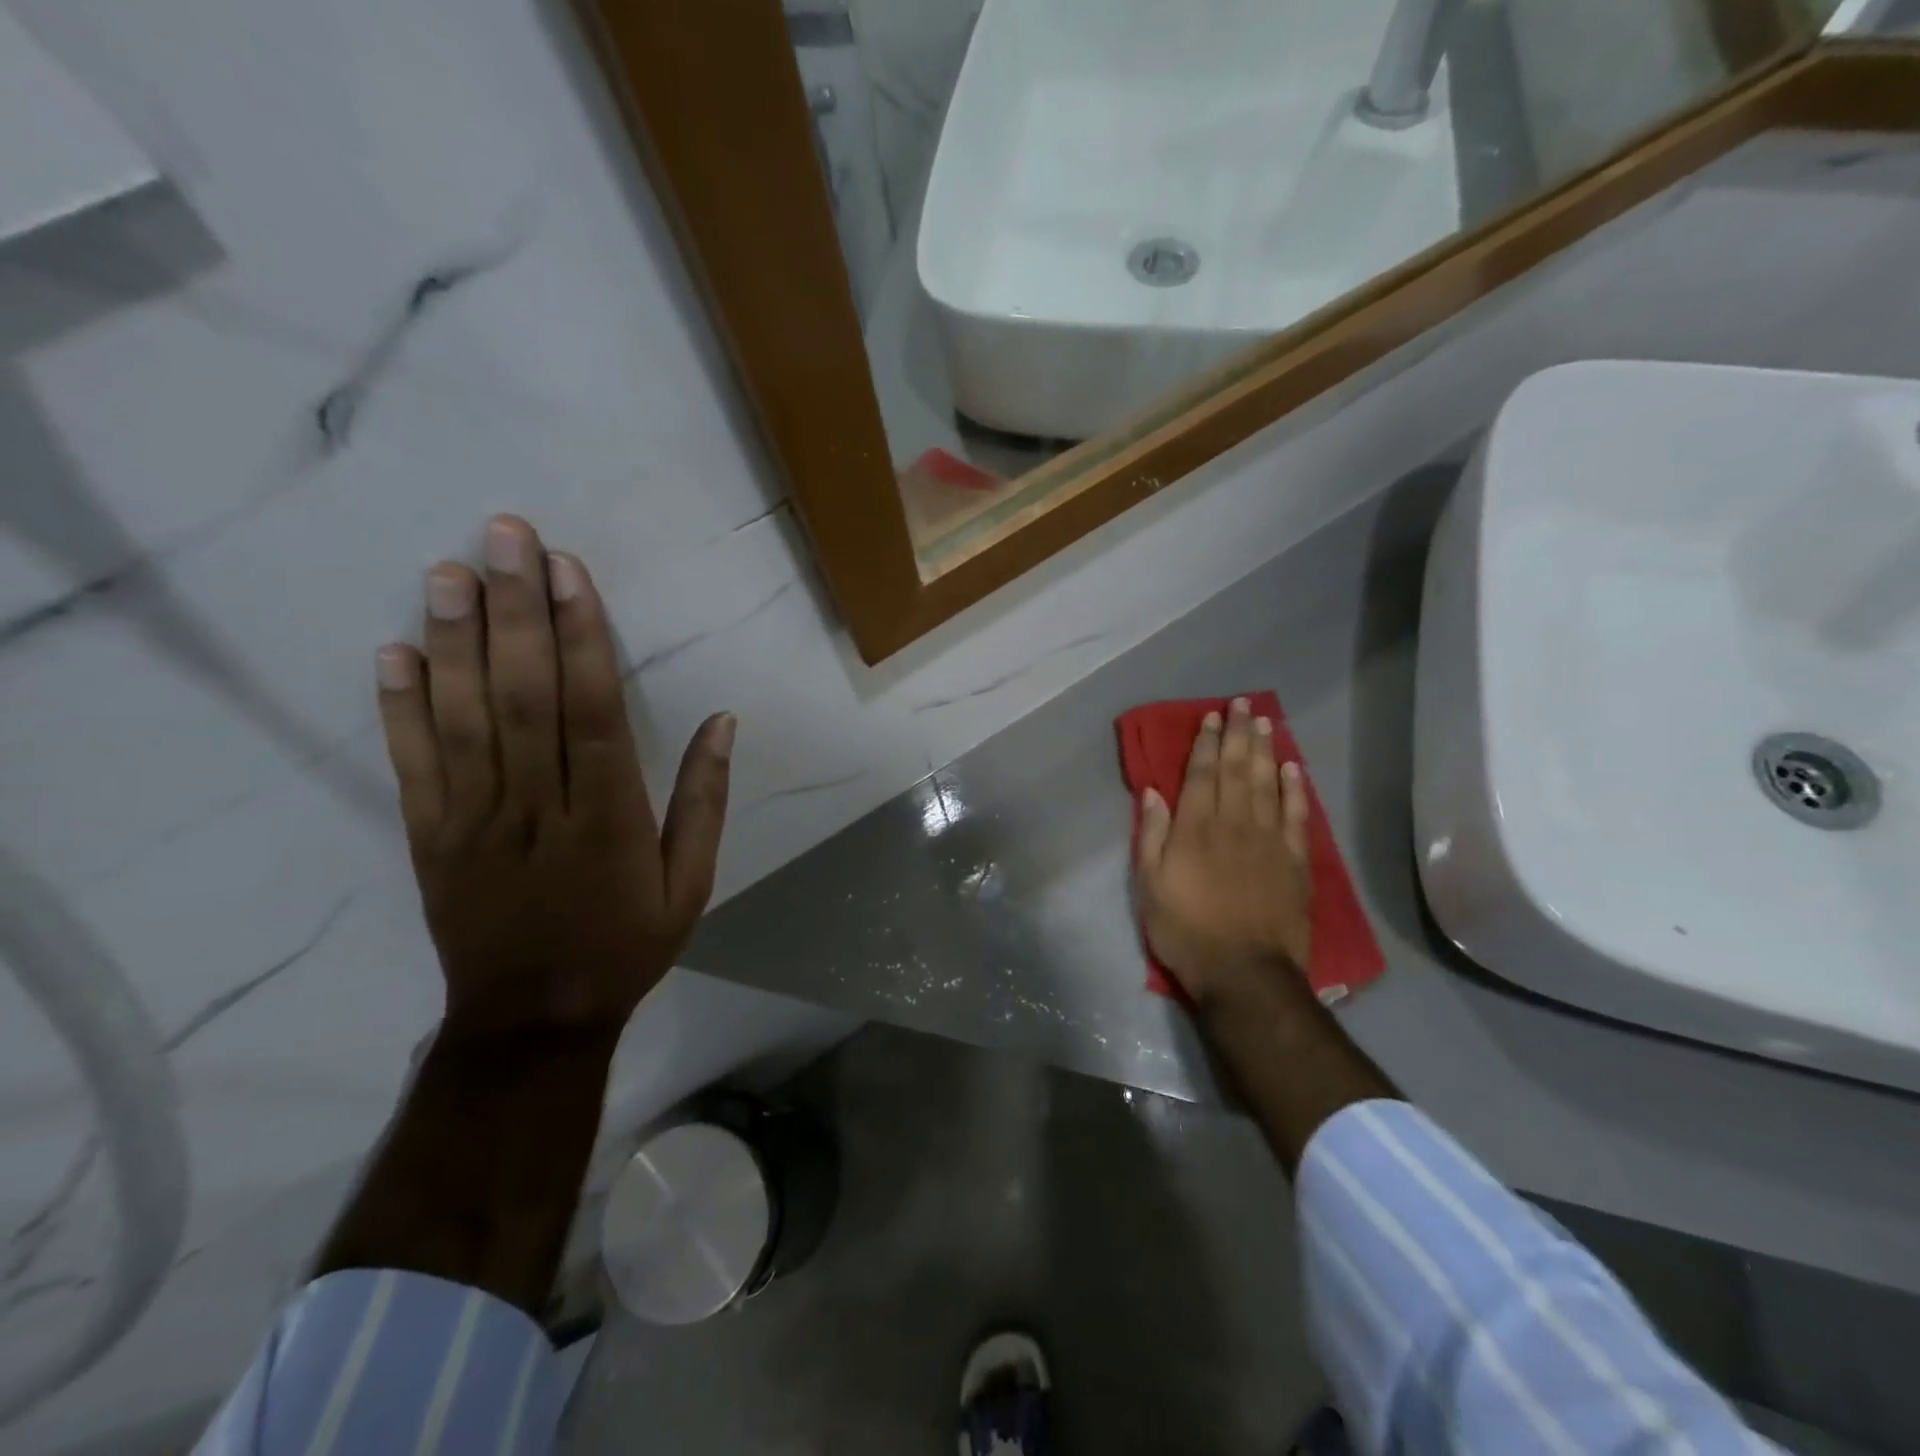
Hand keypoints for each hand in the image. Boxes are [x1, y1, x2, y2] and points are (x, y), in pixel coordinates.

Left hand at [374, 515, 732, 1041]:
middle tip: (504, 535)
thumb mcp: (691, 885)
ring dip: (454, 641)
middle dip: (515, 611)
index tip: (569, 571)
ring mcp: (474, 820)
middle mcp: (537, 807)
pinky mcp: (430, 837)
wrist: (532, 1020)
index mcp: (608, 817)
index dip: (581, 637)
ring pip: (462, 719)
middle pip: (524, 696)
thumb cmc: (625, 945)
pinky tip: (395, 651)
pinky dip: (400, 707)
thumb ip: (704, 801)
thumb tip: (724, 722)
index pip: (592, 711)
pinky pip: (413, 765)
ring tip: (449, 570)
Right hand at [1134, 697, 1312, 1011]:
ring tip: (1265, 722)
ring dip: (1265, 750)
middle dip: (1238, 734)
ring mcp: (1269, 841)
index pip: (1202, 775)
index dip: (1207, 743)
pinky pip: (1296, 816)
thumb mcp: (1150, 885)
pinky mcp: (1295, 862)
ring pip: (1268, 784)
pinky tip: (1293, 768)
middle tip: (1242, 704)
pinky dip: (1295, 789)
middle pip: (1238, 770)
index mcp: (1195, 829)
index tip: (1212, 718)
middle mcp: (1234, 824)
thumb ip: (1152, 835)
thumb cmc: (1185, 930)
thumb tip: (1153, 792)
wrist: (1244, 973)